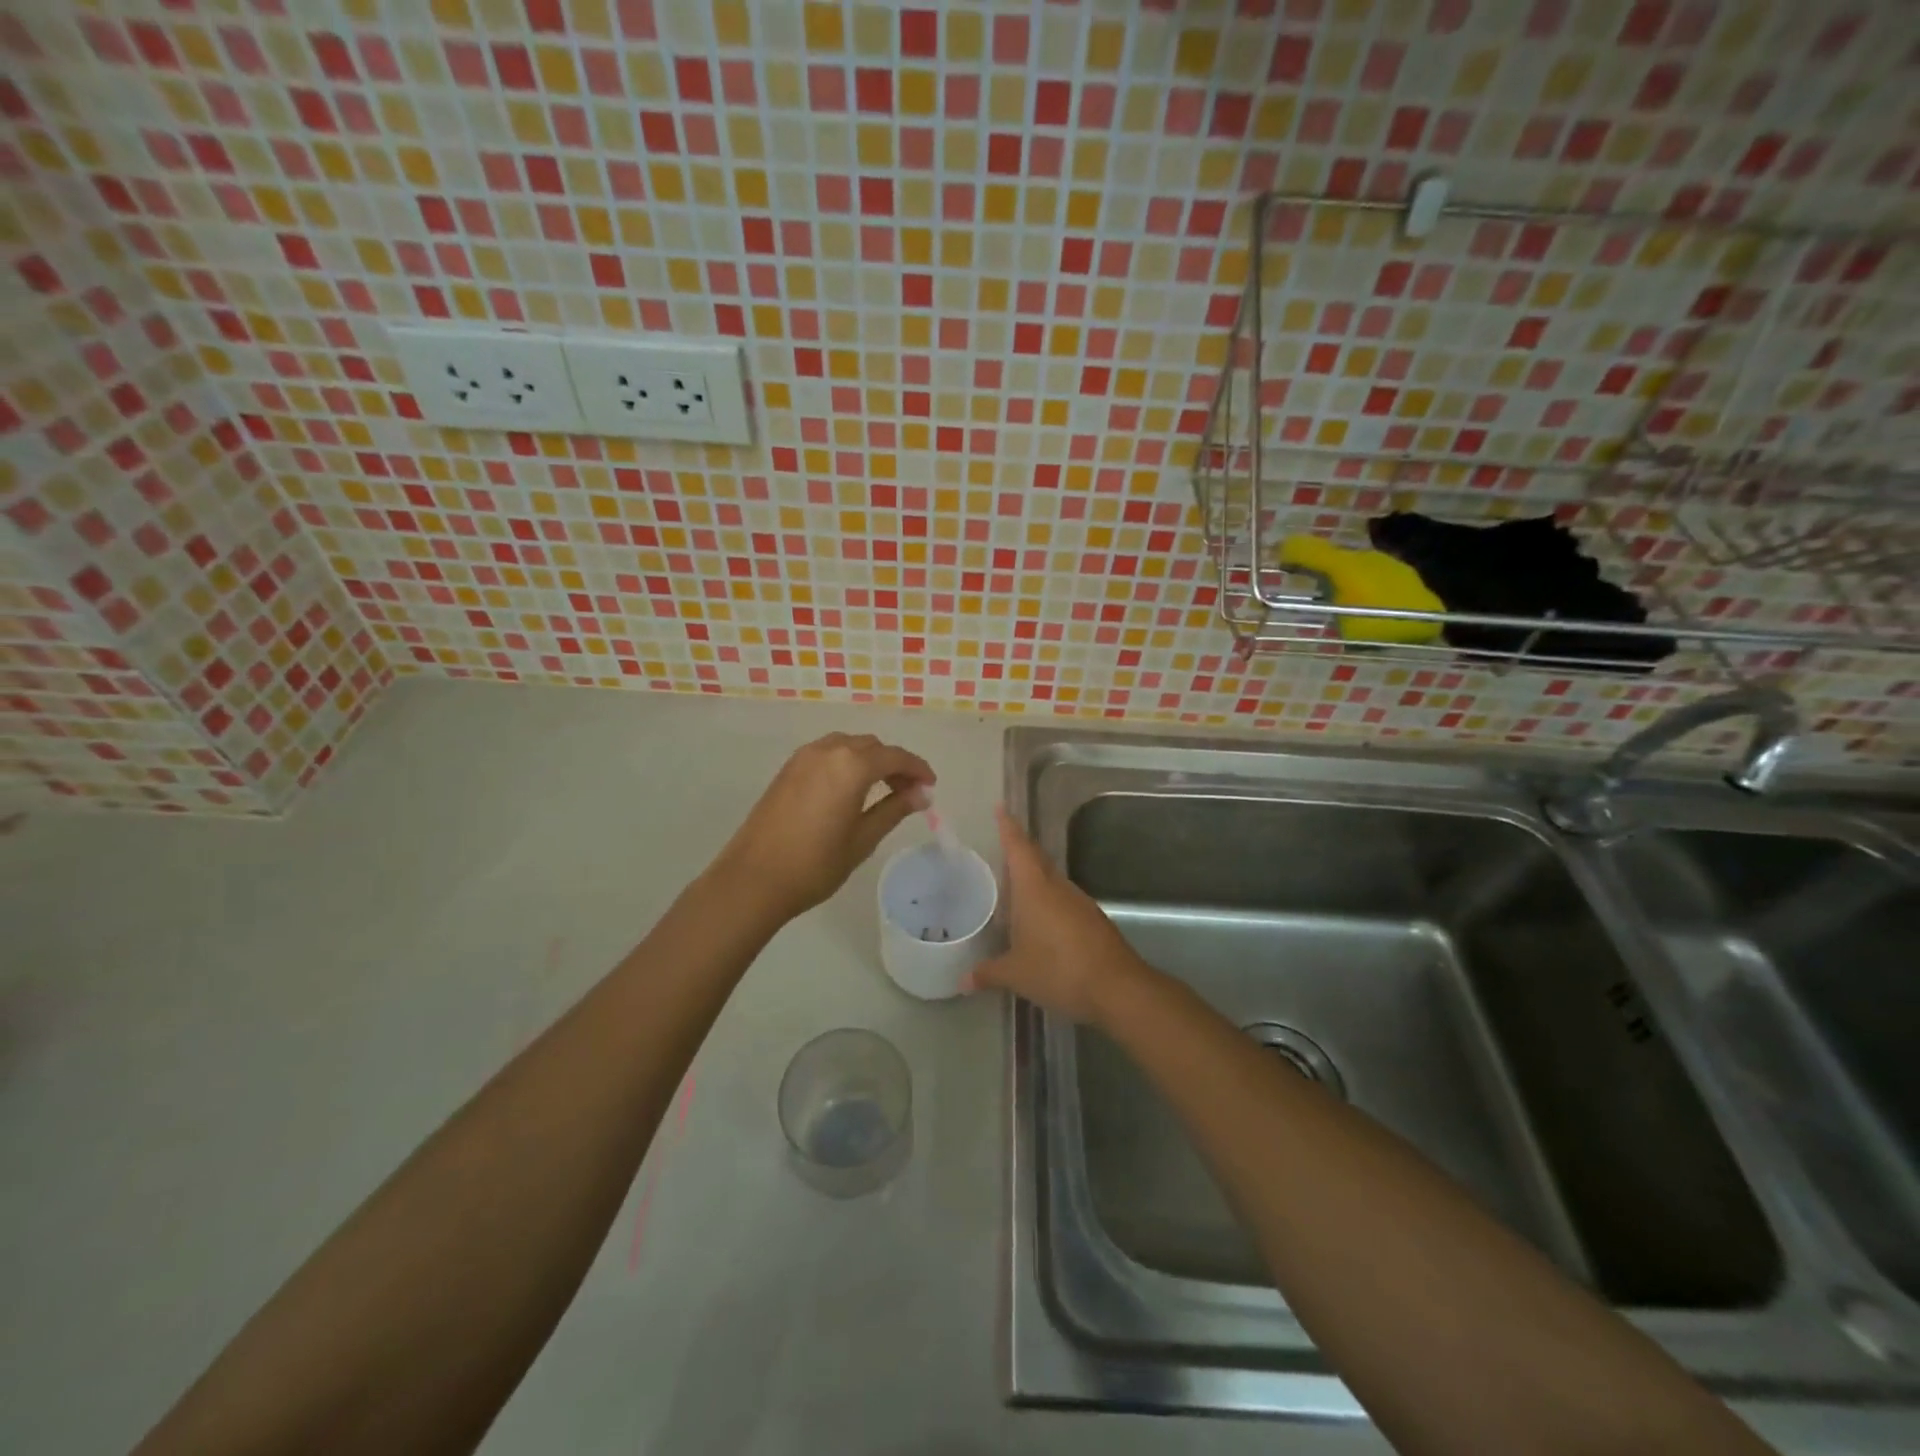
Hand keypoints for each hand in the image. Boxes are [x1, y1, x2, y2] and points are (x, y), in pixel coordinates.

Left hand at [711, 733, 934, 921]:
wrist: (753, 879)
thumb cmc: (815, 864)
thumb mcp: (863, 839)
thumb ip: (894, 809)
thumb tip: (922, 794)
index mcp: (851, 765)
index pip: (895, 757)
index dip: (917, 769)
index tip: (931, 787)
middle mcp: (828, 750)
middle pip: (872, 747)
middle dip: (894, 764)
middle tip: (908, 794)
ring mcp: (803, 757)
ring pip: (848, 746)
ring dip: (869, 761)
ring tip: (880, 792)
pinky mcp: (787, 769)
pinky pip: (827, 754)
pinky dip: (846, 763)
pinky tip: (849, 791)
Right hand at [968, 805, 1154, 1023]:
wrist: (1117, 988)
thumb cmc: (1058, 970)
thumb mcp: (1016, 974)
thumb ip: (988, 973)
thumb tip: (962, 980)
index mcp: (1034, 888)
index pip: (1018, 847)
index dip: (1008, 827)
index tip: (1000, 808)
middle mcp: (1058, 887)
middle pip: (1036, 859)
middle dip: (1019, 851)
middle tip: (1000, 850)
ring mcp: (1079, 902)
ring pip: (1052, 880)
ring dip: (1034, 879)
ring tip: (1014, 888)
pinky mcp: (1093, 920)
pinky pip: (1064, 900)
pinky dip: (1049, 902)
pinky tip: (1040, 922)